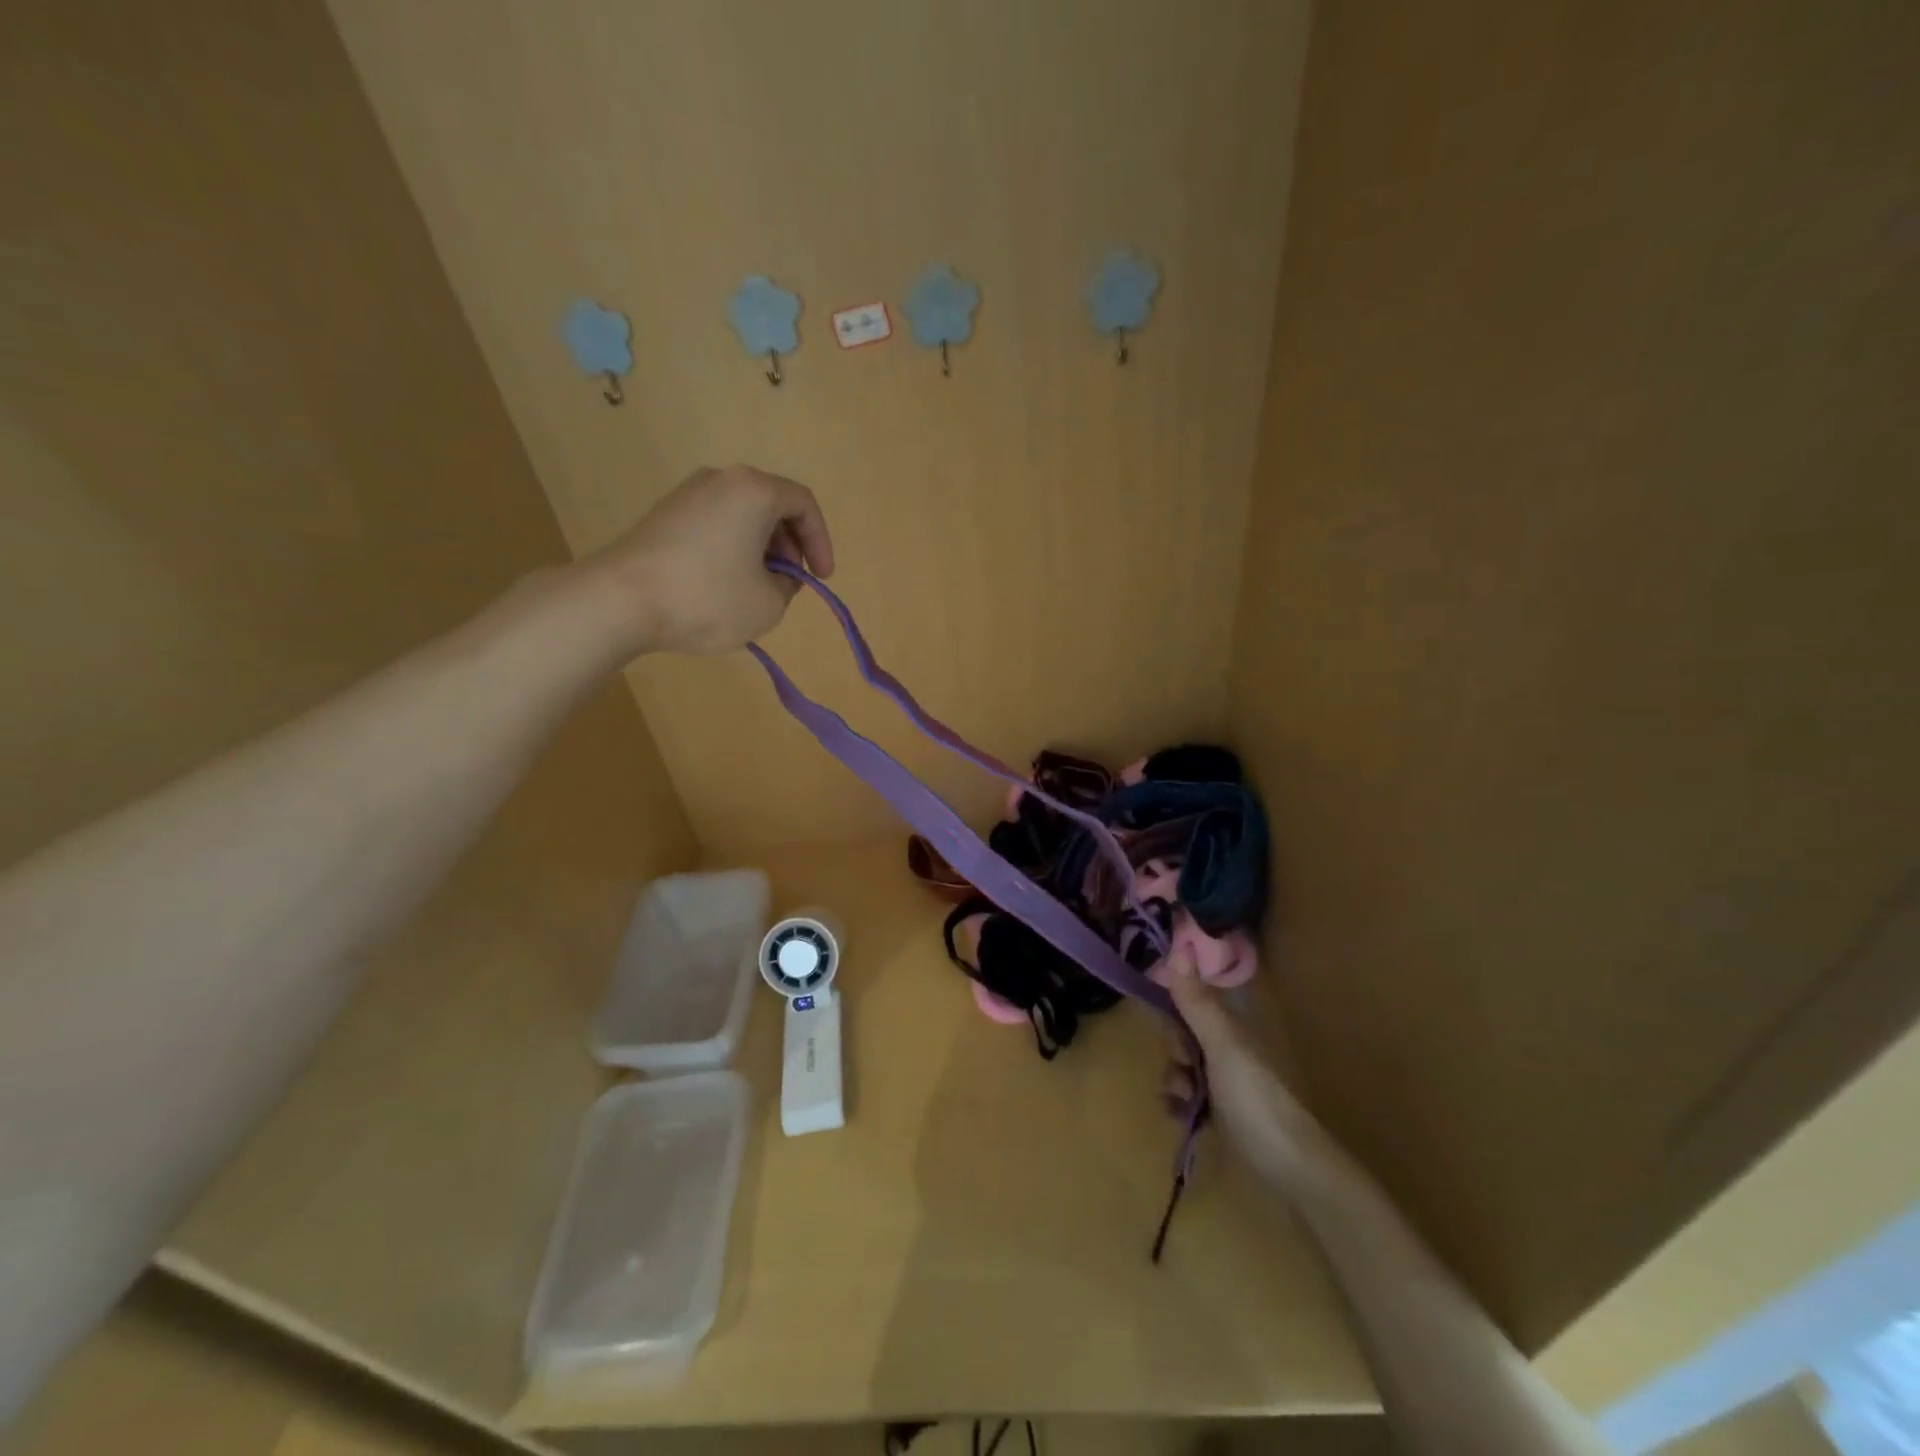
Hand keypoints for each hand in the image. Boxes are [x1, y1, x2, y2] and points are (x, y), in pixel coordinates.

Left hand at [584, 465, 834, 656]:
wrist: (620, 600)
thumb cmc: (707, 598)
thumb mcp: (769, 603)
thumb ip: (787, 585)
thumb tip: (776, 576)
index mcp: (754, 491)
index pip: (804, 504)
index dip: (821, 542)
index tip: (821, 578)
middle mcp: (721, 480)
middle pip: (772, 504)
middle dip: (790, 545)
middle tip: (791, 581)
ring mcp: (687, 494)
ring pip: (742, 514)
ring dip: (761, 548)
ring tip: (760, 587)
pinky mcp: (664, 515)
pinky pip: (715, 524)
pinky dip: (732, 548)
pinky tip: (725, 584)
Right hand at [1167, 953, 1325, 1190]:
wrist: (1291, 1170)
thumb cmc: (1256, 1099)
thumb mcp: (1222, 1046)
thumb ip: (1197, 1001)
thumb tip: (1179, 943)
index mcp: (1232, 1025)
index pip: (1190, 999)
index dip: (1172, 1009)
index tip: (1168, 1027)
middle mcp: (1228, 1047)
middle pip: (1182, 1034)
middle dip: (1173, 1052)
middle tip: (1185, 1072)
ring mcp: (1225, 1081)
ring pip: (1182, 1066)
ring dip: (1173, 1081)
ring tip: (1184, 1102)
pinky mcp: (1221, 1112)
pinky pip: (1186, 1096)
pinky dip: (1179, 1104)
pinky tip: (1183, 1117)